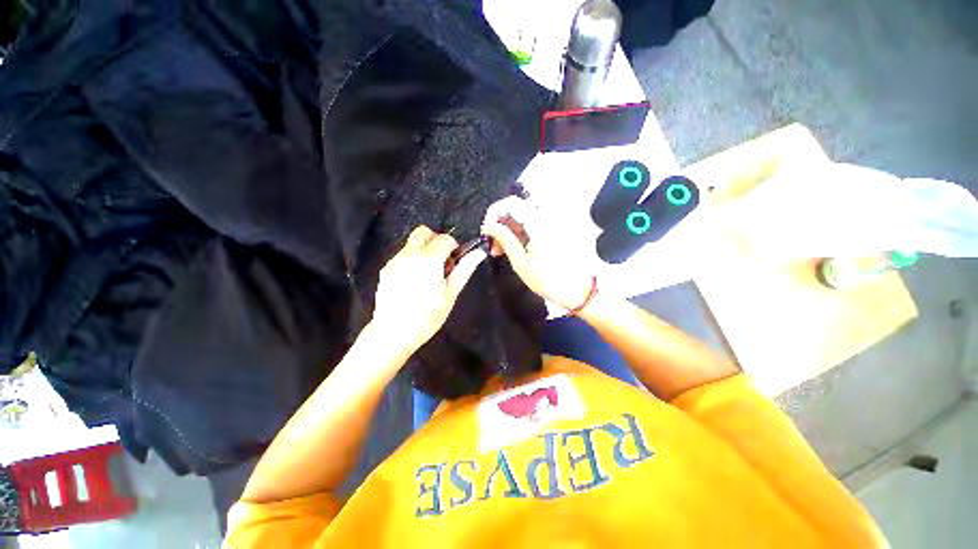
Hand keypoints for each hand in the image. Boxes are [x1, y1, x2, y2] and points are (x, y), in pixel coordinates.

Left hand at [369, 226, 485, 357]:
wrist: (393, 333)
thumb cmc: (427, 317)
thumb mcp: (450, 294)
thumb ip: (464, 270)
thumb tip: (479, 253)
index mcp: (429, 259)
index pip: (445, 238)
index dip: (454, 247)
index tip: (454, 261)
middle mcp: (410, 254)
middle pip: (423, 231)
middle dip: (436, 240)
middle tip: (442, 261)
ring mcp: (395, 261)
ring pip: (412, 244)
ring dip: (424, 251)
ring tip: (428, 276)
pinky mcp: (386, 270)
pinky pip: (402, 256)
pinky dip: (412, 261)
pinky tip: (413, 283)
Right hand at [481, 196, 593, 310]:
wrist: (580, 289)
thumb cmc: (551, 281)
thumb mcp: (521, 263)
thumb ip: (504, 240)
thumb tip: (489, 227)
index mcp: (539, 224)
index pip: (511, 203)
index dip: (494, 212)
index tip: (487, 228)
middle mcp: (547, 218)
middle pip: (516, 209)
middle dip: (500, 224)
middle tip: (493, 244)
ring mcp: (552, 223)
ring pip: (522, 217)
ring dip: (509, 230)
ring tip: (501, 250)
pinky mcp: (554, 230)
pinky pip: (532, 224)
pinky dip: (520, 233)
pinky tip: (514, 248)